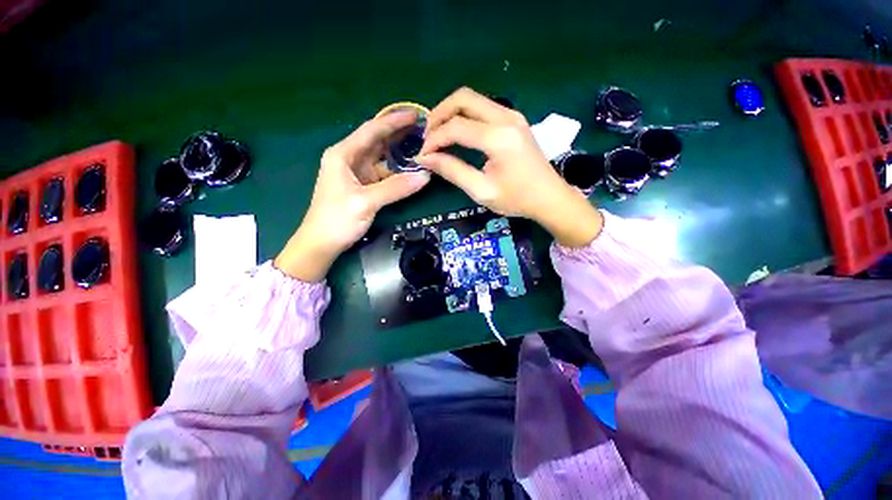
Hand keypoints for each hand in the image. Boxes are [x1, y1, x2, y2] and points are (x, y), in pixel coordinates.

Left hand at [275, 112, 430, 281]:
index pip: (371, 131)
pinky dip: (398, 171)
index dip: (393, 121)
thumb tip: (425, 176)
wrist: (322, 243)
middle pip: (377, 141)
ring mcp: (358, 174)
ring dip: (400, 152)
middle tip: (424, 130)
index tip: (415, 115)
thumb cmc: (337, 219)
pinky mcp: (364, 187)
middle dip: (399, 134)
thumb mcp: (366, 202)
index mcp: (343, 154)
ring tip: (422, 146)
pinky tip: (411, 168)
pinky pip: (384, 173)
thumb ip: (396, 188)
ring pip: (382, 158)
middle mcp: (349, 159)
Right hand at [419, 87, 602, 246]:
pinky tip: (458, 133)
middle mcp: (506, 118)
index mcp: (498, 138)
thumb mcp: (482, 191)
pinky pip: (484, 107)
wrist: (550, 197)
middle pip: (463, 98)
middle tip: (428, 137)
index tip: (422, 155)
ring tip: (439, 135)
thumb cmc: (517, 199)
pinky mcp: (515, 119)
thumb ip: (453, 171)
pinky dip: (466, 116)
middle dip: (439, 114)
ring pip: (473, 99)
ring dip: (452, 113)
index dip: (434, 139)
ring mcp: (513, 115)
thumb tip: (426, 159)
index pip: (456, 127)